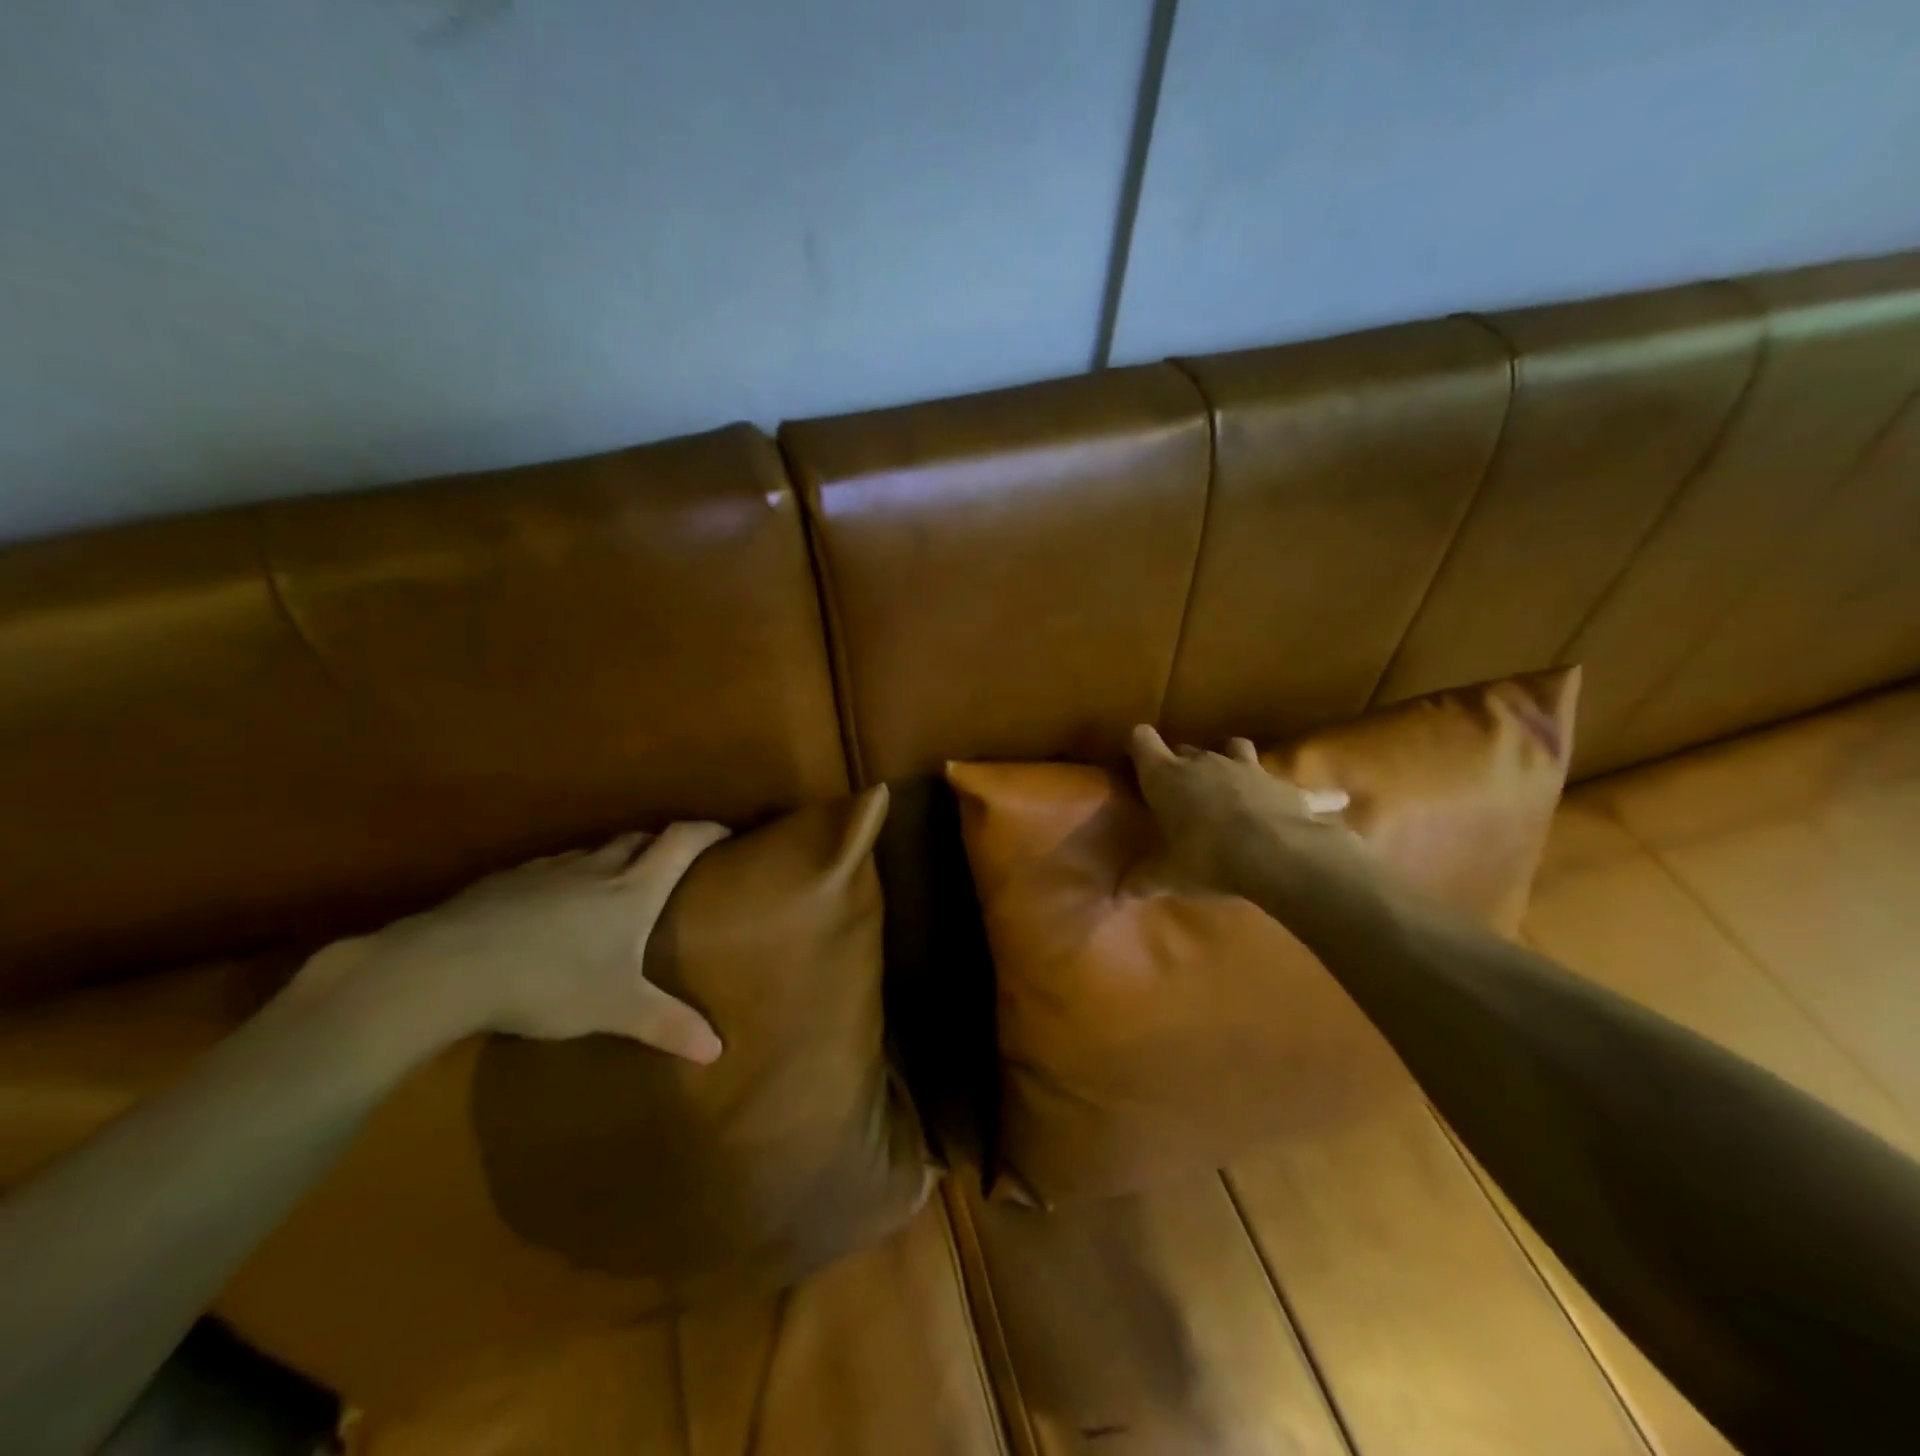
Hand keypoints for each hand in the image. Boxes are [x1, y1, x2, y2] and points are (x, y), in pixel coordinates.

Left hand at [294, 824, 730, 1062]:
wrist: (447, 967)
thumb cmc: (549, 981)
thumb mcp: (615, 1009)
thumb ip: (667, 1024)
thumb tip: (717, 1051)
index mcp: (633, 889)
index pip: (681, 841)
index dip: (707, 831)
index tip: (726, 832)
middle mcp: (597, 868)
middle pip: (640, 838)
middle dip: (661, 844)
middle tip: (673, 865)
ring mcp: (550, 869)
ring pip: (594, 851)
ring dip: (614, 859)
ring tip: (615, 887)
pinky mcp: (508, 879)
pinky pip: (554, 868)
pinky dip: (569, 878)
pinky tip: (553, 908)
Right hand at [1127, 725, 1373, 906]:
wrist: (1277, 855)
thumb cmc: (1208, 858)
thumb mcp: (1169, 876)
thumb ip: (1142, 882)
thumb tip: (1116, 897)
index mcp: (1167, 776)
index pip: (1142, 741)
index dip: (1138, 746)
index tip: (1136, 760)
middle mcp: (1205, 762)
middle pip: (1186, 749)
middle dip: (1182, 764)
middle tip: (1181, 791)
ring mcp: (1249, 769)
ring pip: (1236, 748)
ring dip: (1233, 759)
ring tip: (1234, 783)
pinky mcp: (1287, 786)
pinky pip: (1305, 788)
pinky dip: (1316, 796)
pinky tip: (1336, 803)